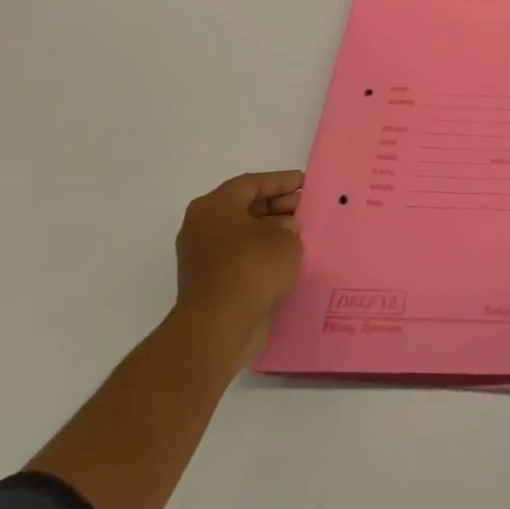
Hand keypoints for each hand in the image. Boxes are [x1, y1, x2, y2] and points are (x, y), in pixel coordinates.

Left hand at [172, 170, 304, 360]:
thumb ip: (290, 226)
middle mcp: (202, 226)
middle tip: (306, 208)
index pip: (252, 183)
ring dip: (271, 231)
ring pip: (243, 232)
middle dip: (278, 205)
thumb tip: (285, 229)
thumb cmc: (252, 269)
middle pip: (245, 206)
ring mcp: (202, 255)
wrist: (218, 327)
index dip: (282, 181)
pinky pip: (240, 256)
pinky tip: (287, 258)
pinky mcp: (209, 280)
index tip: (306, 183)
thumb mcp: (285, 238)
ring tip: (302, 234)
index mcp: (214, 206)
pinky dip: (262, 253)